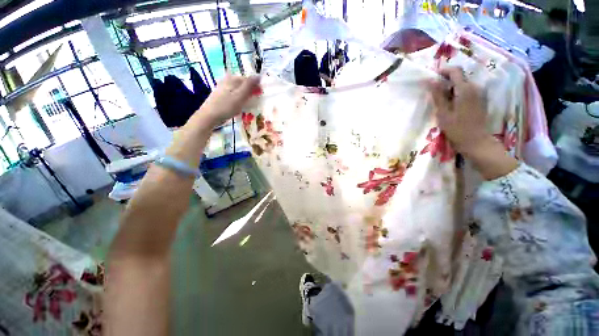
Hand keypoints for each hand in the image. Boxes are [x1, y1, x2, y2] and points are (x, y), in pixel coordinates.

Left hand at [199, 74, 260, 126]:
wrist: (209, 116)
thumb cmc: (226, 106)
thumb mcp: (240, 95)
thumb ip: (249, 85)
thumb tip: (258, 75)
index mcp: (232, 78)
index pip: (248, 79)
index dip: (256, 86)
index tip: (261, 95)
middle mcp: (227, 80)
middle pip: (243, 83)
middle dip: (250, 90)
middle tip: (256, 101)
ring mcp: (223, 87)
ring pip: (238, 89)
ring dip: (245, 95)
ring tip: (249, 104)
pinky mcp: (221, 95)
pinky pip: (234, 94)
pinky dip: (239, 98)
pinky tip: (239, 105)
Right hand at [427, 67, 489, 153]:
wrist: (476, 142)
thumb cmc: (457, 129)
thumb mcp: (443, 113)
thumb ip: (438, 95)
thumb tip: (430, 81)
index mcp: (465, 89)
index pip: (455, 71)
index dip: (443, 71)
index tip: (433, 76)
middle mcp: (475, 87)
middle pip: (460, 76)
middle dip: (446, 80)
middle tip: (434, 92)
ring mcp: (480, 93)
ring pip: (464, 83)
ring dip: (452, 87)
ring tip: (442, 100)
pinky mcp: (481, 99)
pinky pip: (468, 90)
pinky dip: (458, 93)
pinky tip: (452, 104)